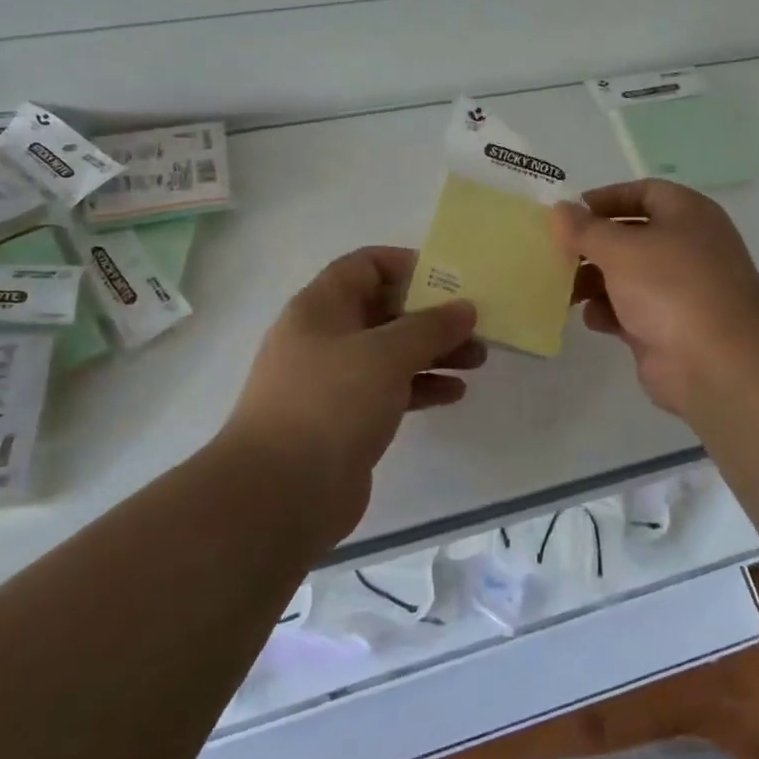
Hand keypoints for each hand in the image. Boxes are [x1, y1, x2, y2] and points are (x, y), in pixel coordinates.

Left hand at [229, 247, 482, 539]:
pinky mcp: (344, 419)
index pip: (365, 265)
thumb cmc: (331, 403)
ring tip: (478, 359)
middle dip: (431, 315)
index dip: (407, 265)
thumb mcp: (386, 354)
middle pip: (384, 310)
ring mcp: (333, 381)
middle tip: (475, 324)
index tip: (449, 280)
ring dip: (434, 352)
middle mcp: (324, 337)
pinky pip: (389, 390)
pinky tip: (454, 393)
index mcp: (321, 307)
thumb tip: (465, 308)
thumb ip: (430, 326)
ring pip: (390, 353)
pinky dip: (421, 387)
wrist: (280, 494)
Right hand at [551, 180, 758, 420]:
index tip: (570, 213)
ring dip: (594, 280)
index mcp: (687, 214)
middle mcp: (686, 247)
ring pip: (627, 276)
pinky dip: (608, 312)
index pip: (643, 192)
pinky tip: (591, 318)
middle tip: (556, 253)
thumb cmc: (670, 287)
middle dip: (593, 245)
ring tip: (565, 289)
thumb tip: (560, 210)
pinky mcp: (667, 326)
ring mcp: (679, 290)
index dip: (606, 199)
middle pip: (631, 236)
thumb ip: (585, 229)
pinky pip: (629, 311)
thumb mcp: (620, 248)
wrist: (717, 362)